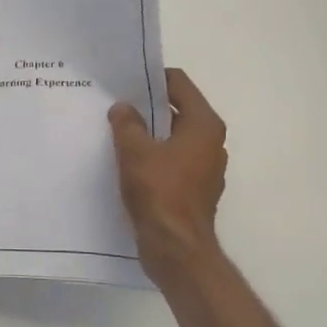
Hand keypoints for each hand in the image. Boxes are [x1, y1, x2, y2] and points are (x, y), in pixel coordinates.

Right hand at [109, 68, 227, 280]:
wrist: (176, 248)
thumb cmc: (159, 192)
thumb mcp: (134, 151)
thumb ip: (127, 123)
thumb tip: (123, 108)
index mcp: (204, 125)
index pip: (179, 84)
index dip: (152, 78)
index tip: (125, 80)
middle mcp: (211, 142)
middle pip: (177, 110)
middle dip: (148, 106)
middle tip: (116, 104)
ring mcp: (205, 167)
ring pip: (174, 137)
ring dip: (149, 133)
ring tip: (118, 131)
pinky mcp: (194, 189)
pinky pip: (172, 160)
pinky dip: (154, 156)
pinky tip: (128, 161)